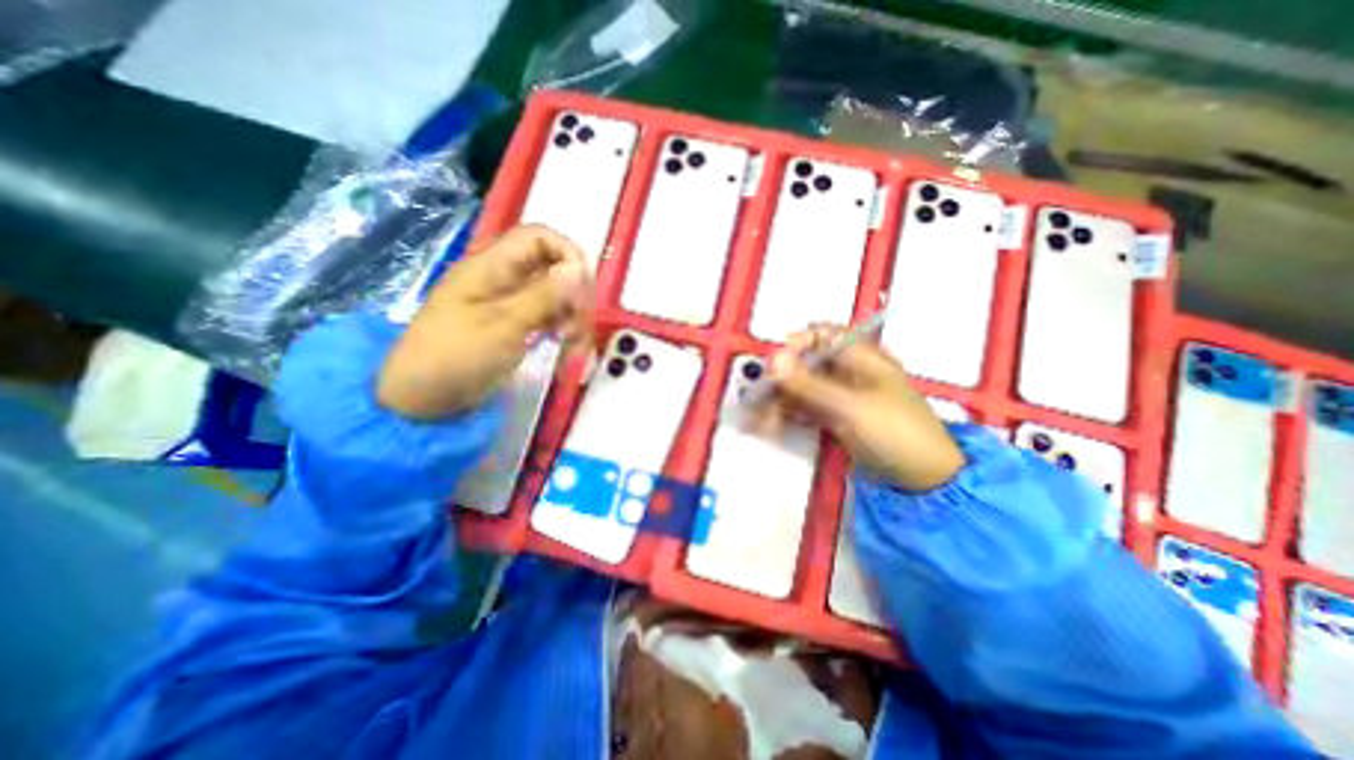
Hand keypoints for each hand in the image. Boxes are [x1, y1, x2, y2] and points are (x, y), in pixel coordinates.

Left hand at [377, 222, 594, 420]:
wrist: (423, 399)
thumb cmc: (456, 357)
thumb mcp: (503, 325)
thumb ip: (544, 296)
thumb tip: (579, 268)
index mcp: (492, 267)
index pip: (539, 237)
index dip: (567, 253)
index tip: (584, 288)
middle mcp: (504, 279)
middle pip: (554, 269)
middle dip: (575, 296)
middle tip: (579, 327)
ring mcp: (511, 303)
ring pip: (557, 298)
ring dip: (573, 319)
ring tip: (574, 349)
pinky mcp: (516, 326)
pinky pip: (549, 319)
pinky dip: (563, 333)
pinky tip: (567, 352)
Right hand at [765, 326, 966, 491]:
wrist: (923, 481)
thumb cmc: (894, 433)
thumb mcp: (851, 408)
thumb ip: (808, 385)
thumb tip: (772, 361)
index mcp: (860, 357)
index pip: (819, 335)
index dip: (794, 344)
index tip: (774, 365)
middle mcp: (846, 372)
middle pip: (803, 363)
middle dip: (777, 380)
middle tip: (755, 398)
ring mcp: (838, 396)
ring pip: (799, 389)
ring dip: (776, 401)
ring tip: (755, 419)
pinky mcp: (832, 418)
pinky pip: (802, 410)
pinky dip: (785, 416)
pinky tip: (767, 426)